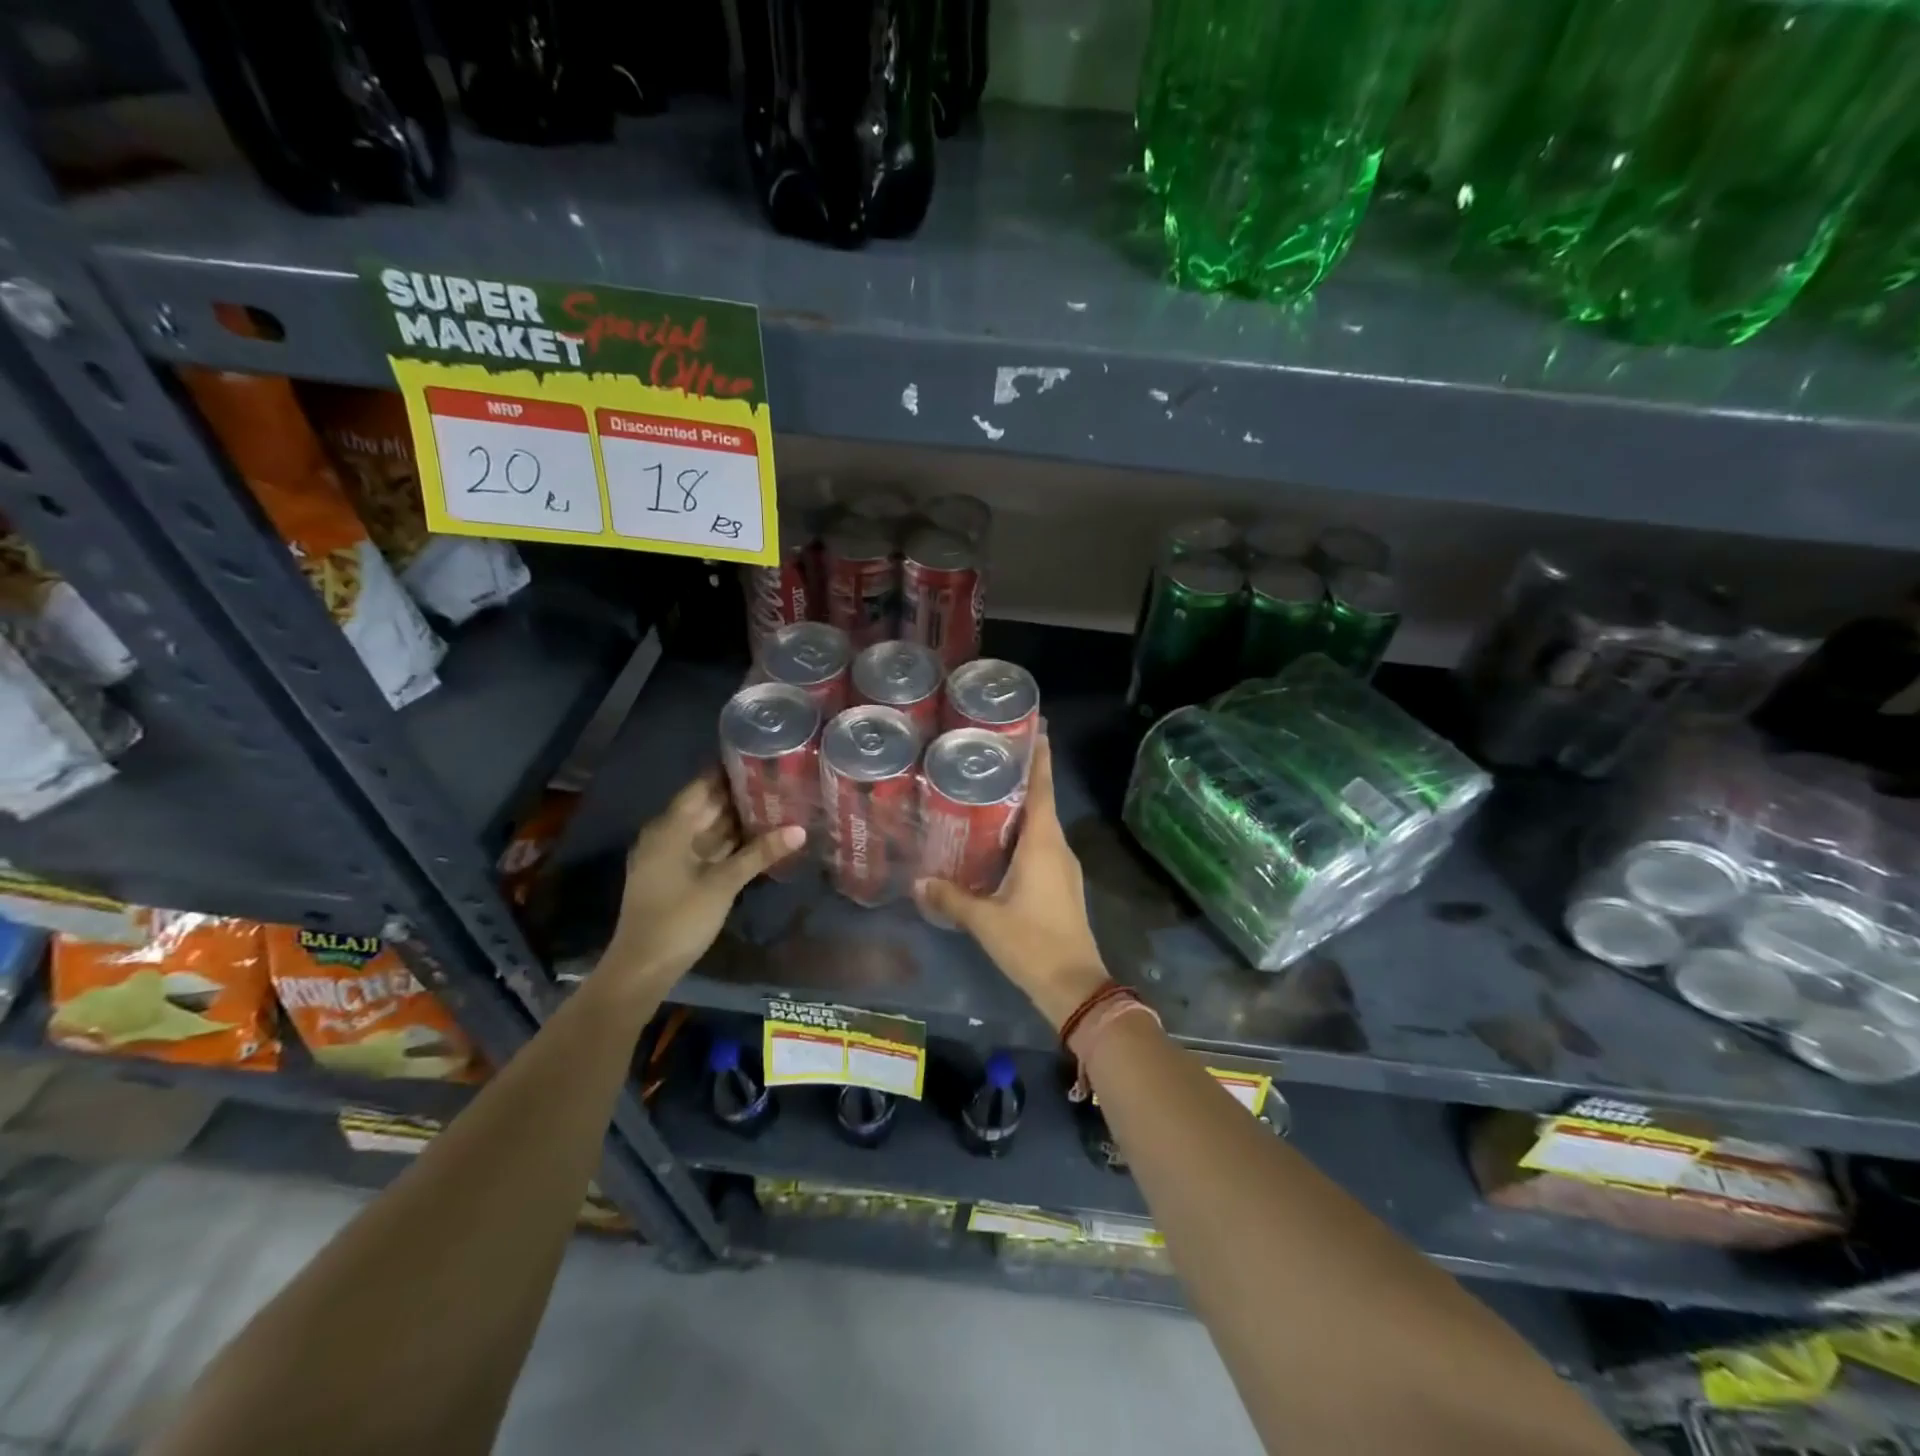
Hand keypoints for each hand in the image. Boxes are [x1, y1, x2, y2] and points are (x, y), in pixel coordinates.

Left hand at [600, 769, 804, 992]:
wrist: (642, 967)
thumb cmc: (678, 918)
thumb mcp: (723, 884)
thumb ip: (760, 854)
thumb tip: (800, 829)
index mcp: (670, 828)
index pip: (702, 786)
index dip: (729, 771)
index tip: (760, 756)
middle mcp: (667, 835)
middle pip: (706, 806)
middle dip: (739, 795)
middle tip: (779, 779)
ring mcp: (671, 856)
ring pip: (708, 828)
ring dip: (736, 819)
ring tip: (776, 802)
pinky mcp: (677, 875)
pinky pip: (706, 847)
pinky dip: (729, 841)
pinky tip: (757, 837)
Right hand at [913, 736, 1109, 1028]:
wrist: (1075, 986)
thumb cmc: (1032, 943)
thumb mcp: (985, 920)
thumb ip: (950, 898)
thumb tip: (916, 883)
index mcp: (1043, 844)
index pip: (1043, 788)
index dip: (1040, 756)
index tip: (1037, 726)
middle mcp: (1057, 847)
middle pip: (1042, 801)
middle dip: (1022, 776)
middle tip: (990, 755)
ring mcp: (1063, 867)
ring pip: (1041, 825)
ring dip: (1021, 807)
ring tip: (988, 792)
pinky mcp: (1061, 885)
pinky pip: (1041, 846)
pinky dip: (1022, 834)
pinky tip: (998, 840)